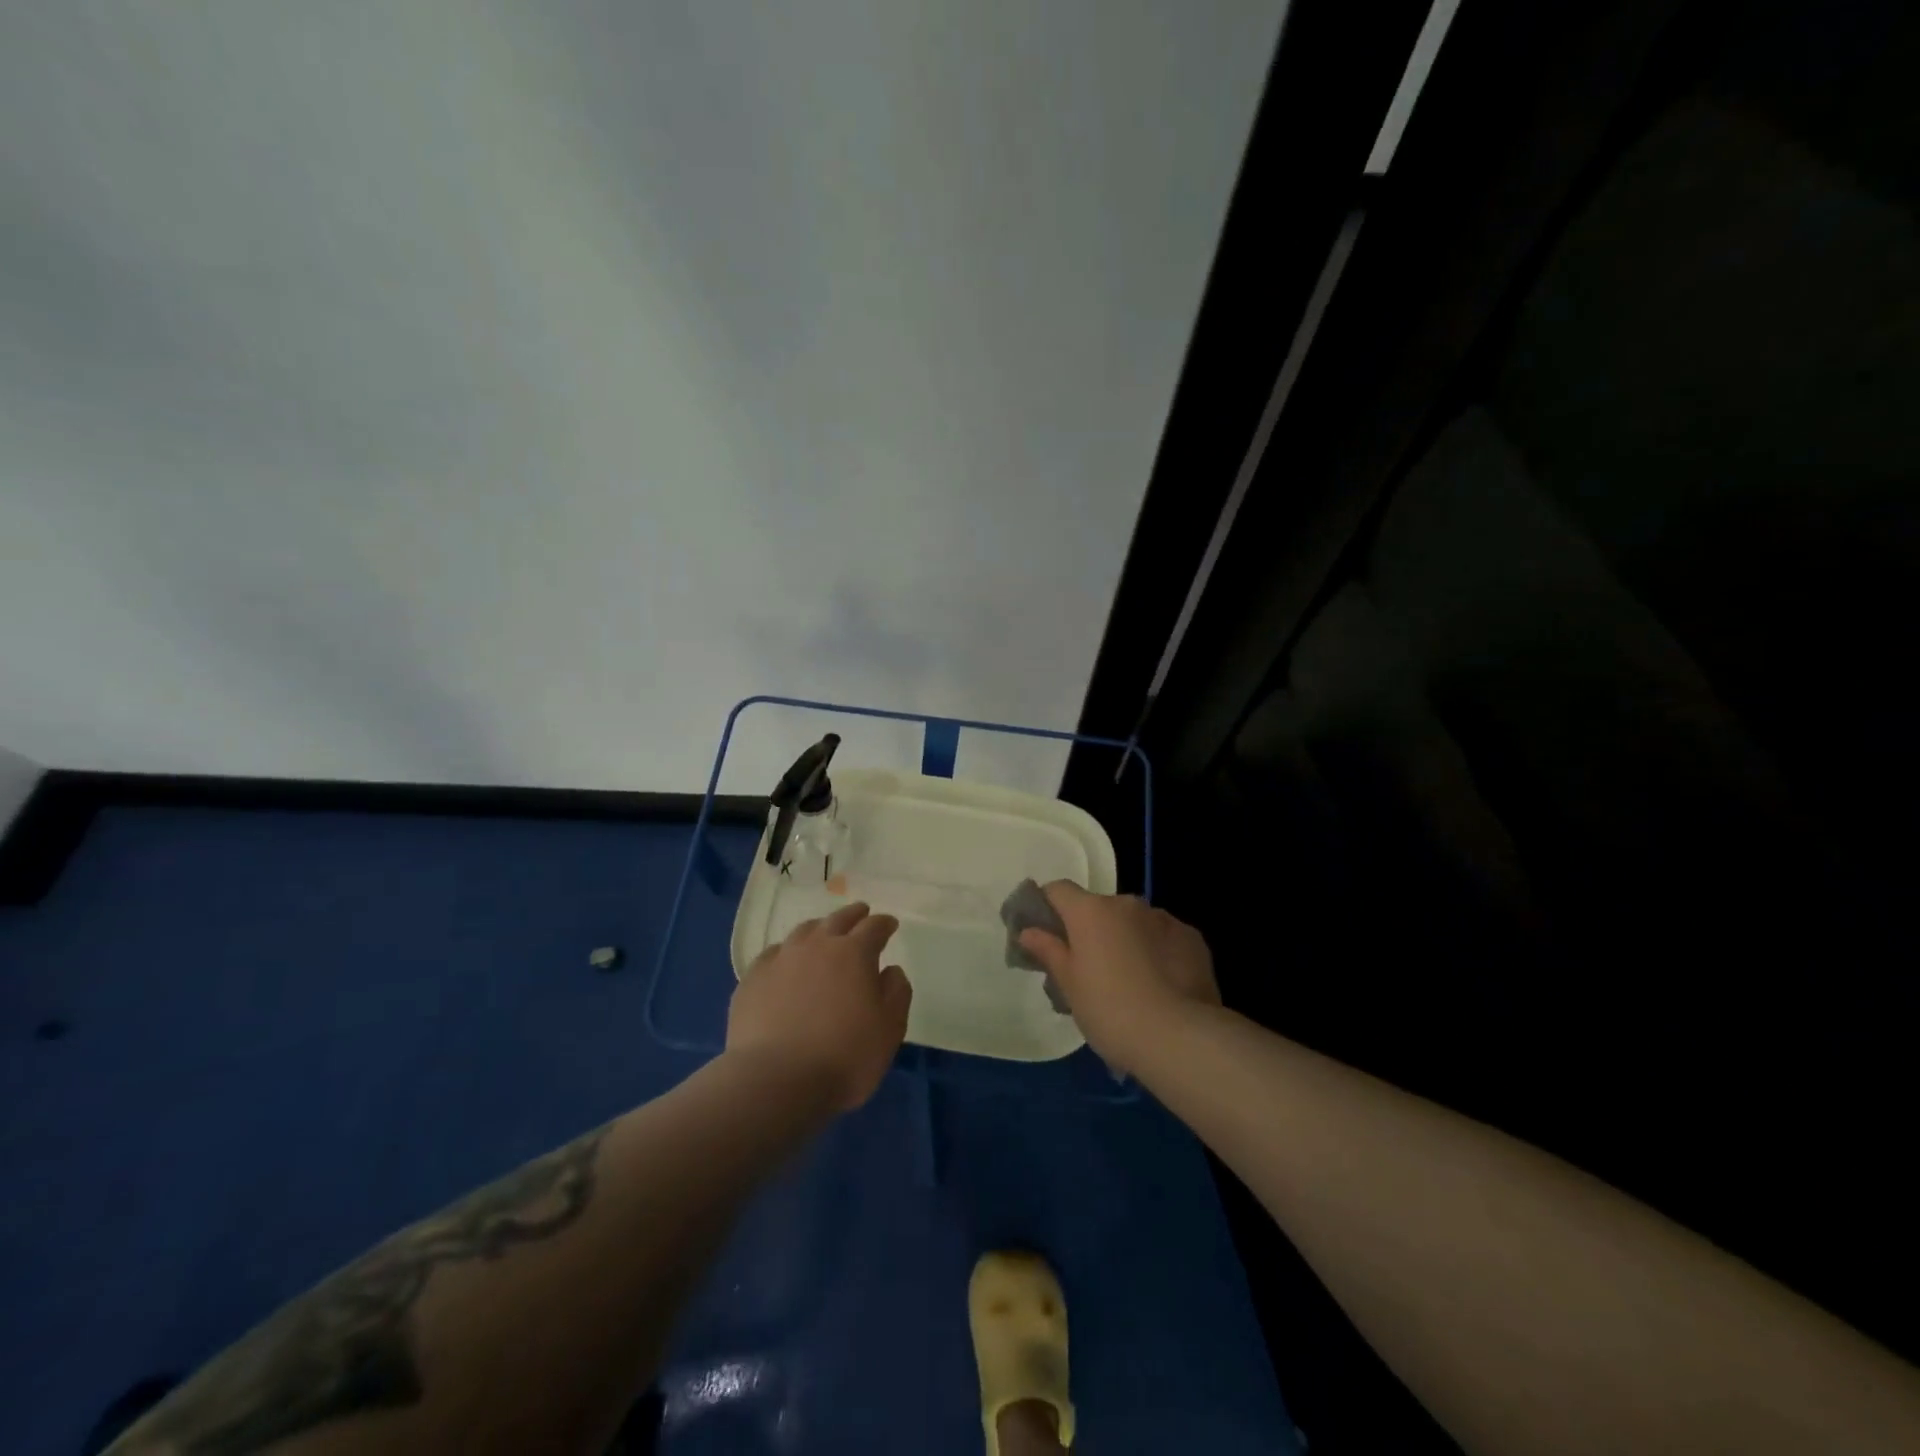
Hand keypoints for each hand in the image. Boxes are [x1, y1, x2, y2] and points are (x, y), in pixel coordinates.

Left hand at [726, 901, 912, 1110]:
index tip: (890, 924)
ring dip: (819, 929)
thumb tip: (890, 970)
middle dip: (853, 915)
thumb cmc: (844, 1057)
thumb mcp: (889, 1030)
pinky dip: (786, 953)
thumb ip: (896, 993)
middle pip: (838, 919)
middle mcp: (817, 945)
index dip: (884, 924)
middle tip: (861, 913)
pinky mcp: (753, 979)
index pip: (874, 927)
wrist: (775, 1080)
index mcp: (854, 953)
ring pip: (803, 931)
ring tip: (823, 934)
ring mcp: (781, 959)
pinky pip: (773, 954)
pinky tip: (785, 963)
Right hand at [1017, 882, 1219, 1074]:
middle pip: (1098, 908)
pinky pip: (1164, 937)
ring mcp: (1163, 918)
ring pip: (1133, 922)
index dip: (1047, 907)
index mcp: (1090, 911)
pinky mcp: (1192, 938)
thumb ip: (1048, 951)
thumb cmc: (1109, 1010)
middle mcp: (1126, 904)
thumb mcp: (1068, 985)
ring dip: (1125, 940)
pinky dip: (1156, 951)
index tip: (1043, 934)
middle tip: (1087, 970)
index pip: (1058, 890)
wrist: (1178, 1037)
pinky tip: (1159, 985)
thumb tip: (1028, 931)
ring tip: (1129, 982)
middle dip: (1090, 930)